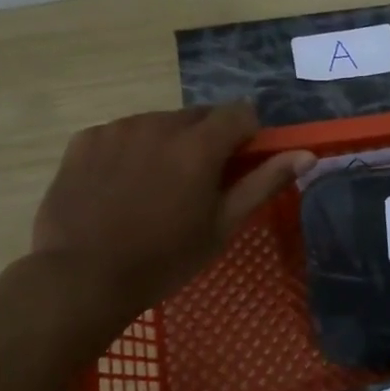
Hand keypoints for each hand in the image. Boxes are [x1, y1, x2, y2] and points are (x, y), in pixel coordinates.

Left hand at [33, 104, 312, 319]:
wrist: (82, 277)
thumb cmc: (164, 259)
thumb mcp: (222, 226)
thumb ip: (264, 183)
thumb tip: (307, 155)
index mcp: (199, 145)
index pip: (240, 113)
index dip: (248, 135)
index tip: (241, 164)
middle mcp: (159, 124)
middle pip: (199, 116)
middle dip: (208, 140)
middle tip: (198, 184)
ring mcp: (117, 129)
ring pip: (159, 123)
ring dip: (168, 143)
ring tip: (155, 188)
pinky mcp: (85, 139)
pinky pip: (121, 133)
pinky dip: (131, 150)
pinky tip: (121, 186)